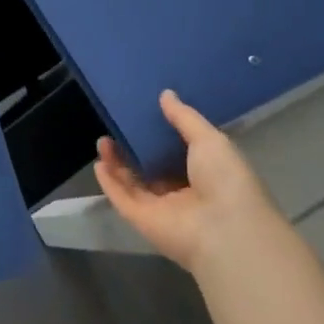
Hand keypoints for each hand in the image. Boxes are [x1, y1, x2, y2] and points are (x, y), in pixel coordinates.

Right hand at [93, 90, 281, 274]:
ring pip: (133, 183)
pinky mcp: (142, 221)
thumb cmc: (225, 180)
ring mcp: (162, 209)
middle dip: (134, 149)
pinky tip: (98, 164)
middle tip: (118, 127)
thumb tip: (165, 94)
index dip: (161, 137)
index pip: (179, 155)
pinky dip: (109, 183)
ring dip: (117, 163)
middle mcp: (183, 193)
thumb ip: (184, 118)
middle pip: (152, 169)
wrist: (225, 230)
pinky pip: (121, 199)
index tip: (144, 116)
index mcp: (206, 175)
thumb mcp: (210, 139)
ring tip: (103, 140)